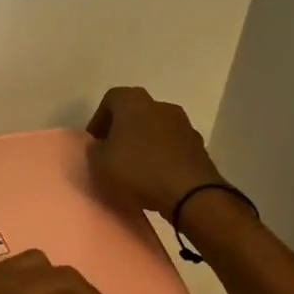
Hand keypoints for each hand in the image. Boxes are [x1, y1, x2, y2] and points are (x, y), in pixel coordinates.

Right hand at [86, 86, 222, 219]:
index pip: (110, 99)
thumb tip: (101, 145)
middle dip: (122, 130)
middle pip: (135, 112)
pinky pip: (172, 145)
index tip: (95, 142)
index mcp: (134, 102)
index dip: (99, 120)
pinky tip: (155, 175)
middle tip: (112, 153)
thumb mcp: (100, 162)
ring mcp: (183, 124)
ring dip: (144, 142)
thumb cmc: (139, 170)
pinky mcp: (198, 145)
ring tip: (135, 167)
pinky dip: (161, 154)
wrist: (190, 193)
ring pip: (155, 128)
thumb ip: (95, 149)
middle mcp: (160, 105)